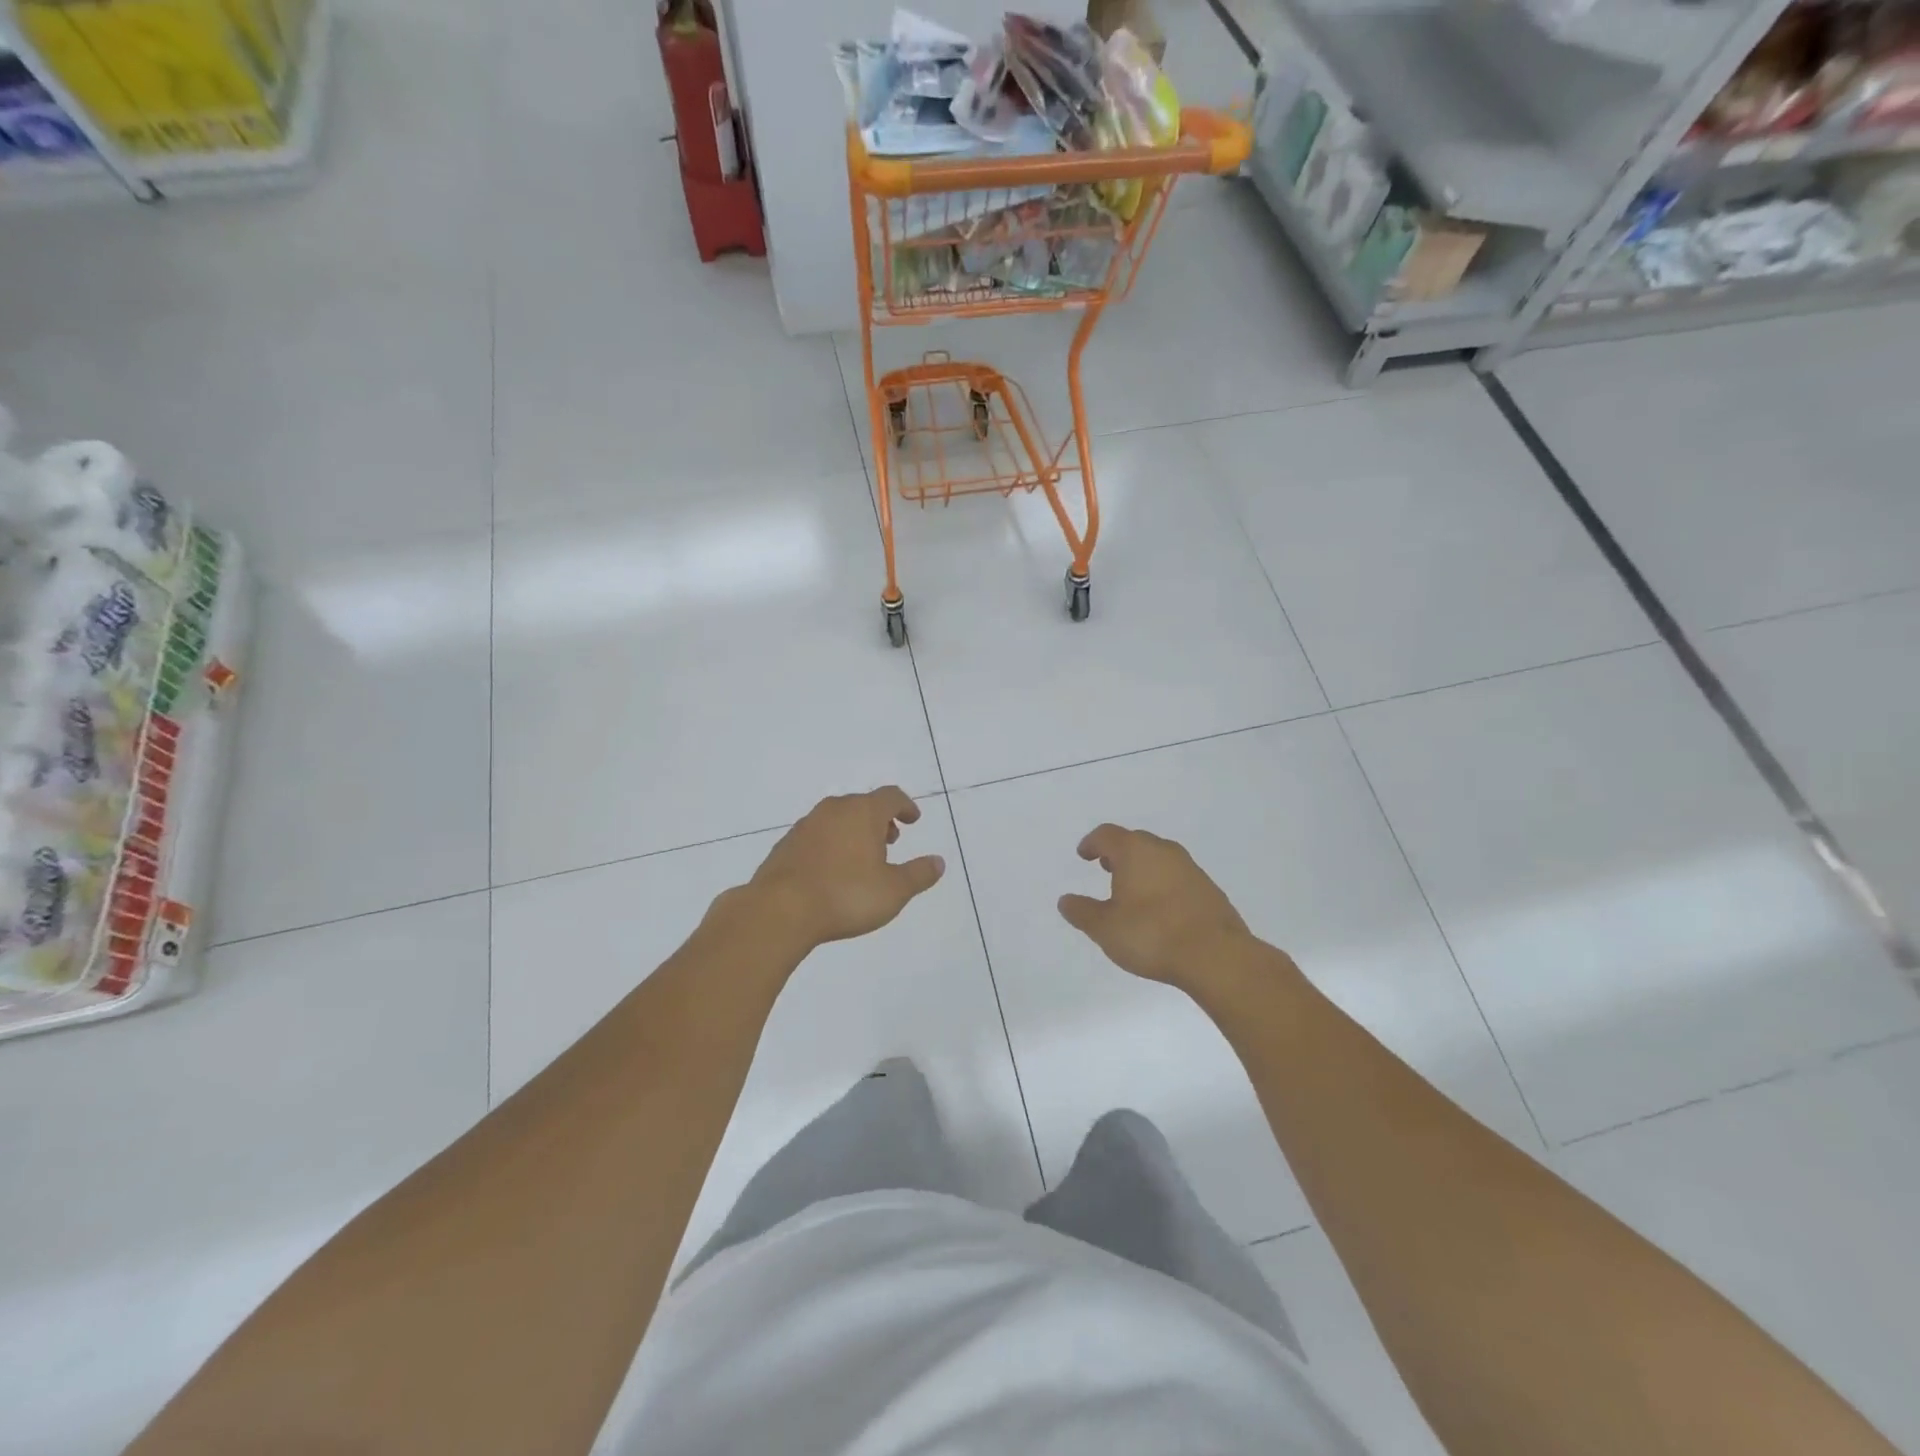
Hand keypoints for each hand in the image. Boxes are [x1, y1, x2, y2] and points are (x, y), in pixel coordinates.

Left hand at [746, 787, 945, 948]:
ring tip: (862, 858)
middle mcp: (834, 810)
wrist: (779, 910)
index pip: (891, 796)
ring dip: (854, 831)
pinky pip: (817, 835)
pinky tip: (832, 870)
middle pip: (862, 804)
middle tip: (890, 841)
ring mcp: (806, 825)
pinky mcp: (786, 844)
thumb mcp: (894, 891)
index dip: (905, 806)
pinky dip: (831, 844)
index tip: (912, 820)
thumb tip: (938, 862)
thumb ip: (919, 874)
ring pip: (837, 818)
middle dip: (880, 820)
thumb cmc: (846, 896)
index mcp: (863, 812)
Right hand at [1058, 824, 1250, 986]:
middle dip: (1118, 853)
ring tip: (1131, 891)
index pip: (1107, 834)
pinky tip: (1159, 909)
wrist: (1216, 956)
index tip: (1084, 855)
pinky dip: (1162, 883)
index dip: (1092, 843)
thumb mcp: (1105, 928)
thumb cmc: (1152, 935)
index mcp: (1135, 851)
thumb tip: (1065, 900)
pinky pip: (1177, 876)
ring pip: (1159, 858)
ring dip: (1142, 868)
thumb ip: (1082, 912)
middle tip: (1105, 869)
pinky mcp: (1208, 889)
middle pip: (1135, 841)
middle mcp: (1163, 851)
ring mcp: (1190, 868)